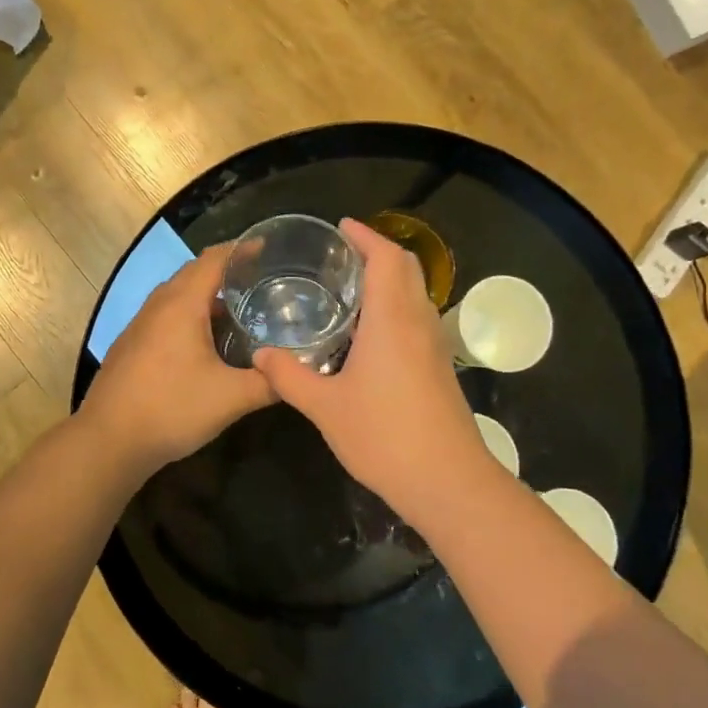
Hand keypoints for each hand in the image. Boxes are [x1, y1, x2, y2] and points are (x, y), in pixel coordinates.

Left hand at [79, 244, 273, 475]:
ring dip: (207, 296)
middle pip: (194, 273)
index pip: (213, 259)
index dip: (241, 249)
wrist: (108, 441)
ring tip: (240, 309)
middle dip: (226, 271)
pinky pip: (166, 316)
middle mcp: (158, 306)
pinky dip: (190, 315)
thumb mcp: (232, 398)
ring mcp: (140, 325)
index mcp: (182, 305)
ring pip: (177, 296)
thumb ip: (269, 382)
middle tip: (262, 280)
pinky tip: (206, 342)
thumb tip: (297, 373)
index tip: (268, 248)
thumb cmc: (171, 409)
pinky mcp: (131, 346)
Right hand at [252, 218, 499, 521]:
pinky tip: (368, 333)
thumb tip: (260, 354)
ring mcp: (434, 345)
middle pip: (406, 268)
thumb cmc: (384, 436)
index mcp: (392, 319)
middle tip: (341, 255)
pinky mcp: (439, 367)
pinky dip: (395, 306)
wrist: (448, 480)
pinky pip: (417, 318)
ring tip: (350, 288)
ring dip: (389, 279)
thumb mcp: (324, 407)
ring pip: (415, 293)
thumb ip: (289, 376)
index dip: (365, 236)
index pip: (385, 258)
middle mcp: (418, 322)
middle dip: (378, 251)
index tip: (341, 226)